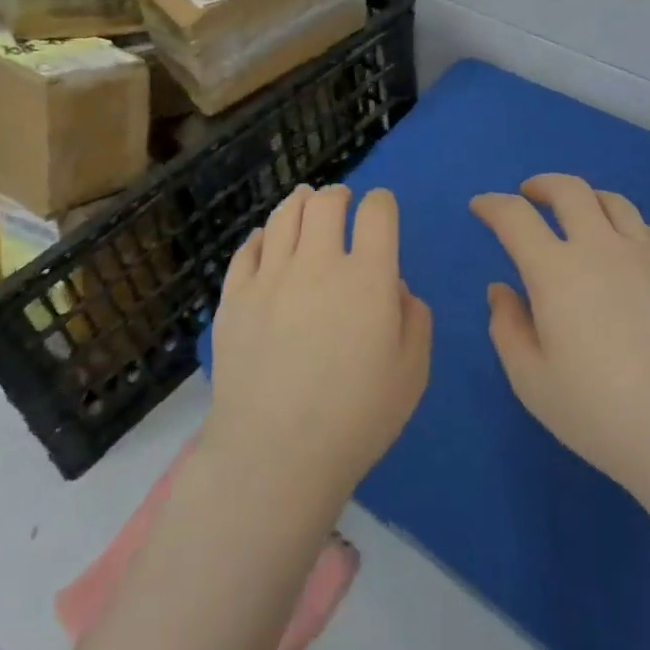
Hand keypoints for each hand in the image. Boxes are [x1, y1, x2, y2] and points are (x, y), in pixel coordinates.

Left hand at [204, 185, 432, 516]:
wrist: (275, 455)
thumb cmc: (356, 419)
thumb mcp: (412, 374)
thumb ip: (414, 319)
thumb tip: (394, 287)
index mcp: (367, 277)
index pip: (377, 212)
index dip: (382, 203)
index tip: (381, 209)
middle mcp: (317, 263)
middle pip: (325, 203)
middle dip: (338, 194)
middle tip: (341, 201)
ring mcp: (270, 277)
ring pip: (283, 216)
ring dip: (299, 202)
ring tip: (304, 201)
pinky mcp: (234, 297)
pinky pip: (247, 249)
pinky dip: (262, 236)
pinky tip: (266, 240)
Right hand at [471, 175, 649, 507]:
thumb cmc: (602, 415)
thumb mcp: (532, 382)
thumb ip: (507, 328)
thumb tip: (502, 289)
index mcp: (556, 272)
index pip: (515, 217)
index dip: (492, 205)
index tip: (481, 207)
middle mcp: (601, 249)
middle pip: (569, 190)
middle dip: (541, 185)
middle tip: (528, 194)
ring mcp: (647, 256)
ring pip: (613, 201)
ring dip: (585, 198)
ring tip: (577, 215)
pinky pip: (646, 229)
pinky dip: (623, 226)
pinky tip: (622, 250)